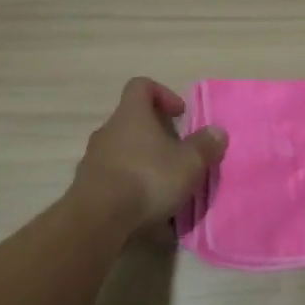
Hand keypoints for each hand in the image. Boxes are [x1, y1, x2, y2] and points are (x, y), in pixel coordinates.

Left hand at [72, 78, 227, 232]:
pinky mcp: (87, 186)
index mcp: (131, 115)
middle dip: (156, 135)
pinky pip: (113, 178)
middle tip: (176, 155)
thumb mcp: (189, 163)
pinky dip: (130, 187)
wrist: (99, 218)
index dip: (162, 94)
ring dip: (142, 162)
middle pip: (132, 121)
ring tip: (164, 186)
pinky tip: (146, 208)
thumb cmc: (147, 179)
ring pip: (122, 151)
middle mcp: (108, 130)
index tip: (179, 114)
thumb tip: (217, 132)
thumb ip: (205, 145)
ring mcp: (93, 158)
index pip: (141, 86)